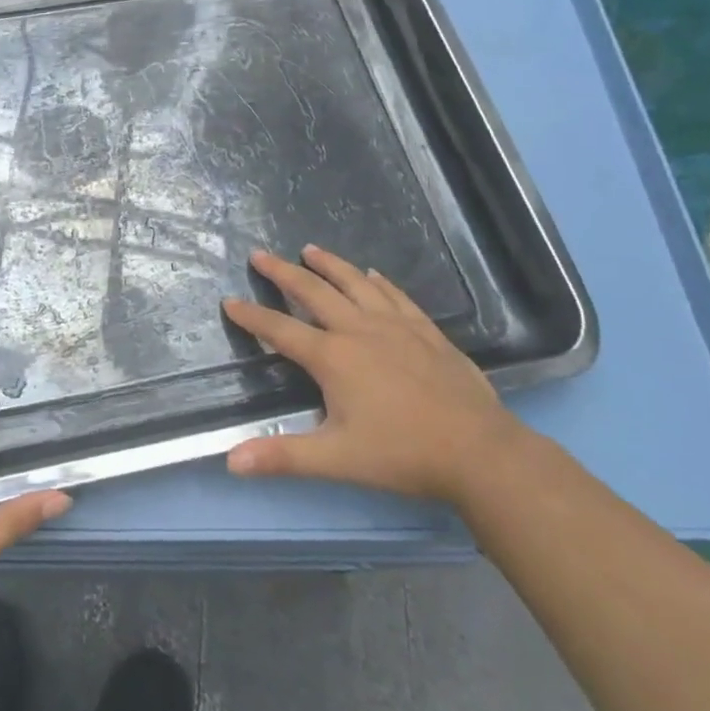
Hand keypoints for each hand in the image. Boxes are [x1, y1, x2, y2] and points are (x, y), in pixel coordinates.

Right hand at [222, 245, 521, 502]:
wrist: (479, 452)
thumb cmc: (402, 455)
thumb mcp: (335, 459)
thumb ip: (281, 456)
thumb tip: (230, 461)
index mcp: (333, 357)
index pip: (280, 330)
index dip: (251, 316)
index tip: (229, 300)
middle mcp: (359, 330)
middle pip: (314, 292)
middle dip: (283, 272)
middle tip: (260, 254)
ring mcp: (396, 326)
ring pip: (355, 283)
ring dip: (329, 264)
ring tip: (310, 249)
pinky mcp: (426, 331)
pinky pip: (396, 296)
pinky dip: (378, 281)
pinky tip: (373, 274)